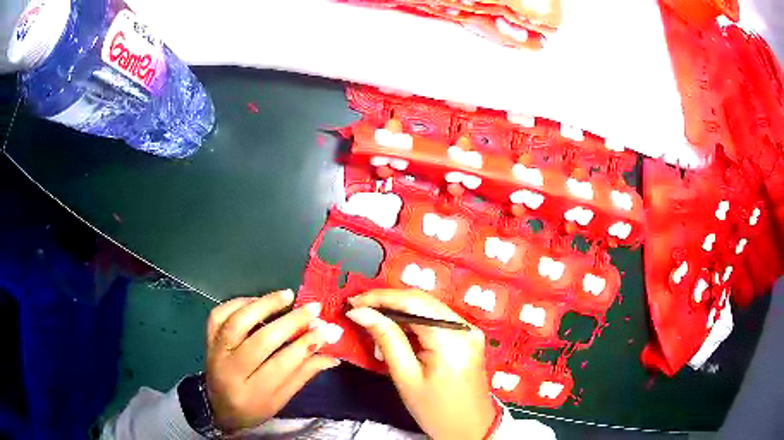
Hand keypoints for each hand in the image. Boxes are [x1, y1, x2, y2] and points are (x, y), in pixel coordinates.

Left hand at [204, 290, 339, 432]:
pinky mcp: (208, 339)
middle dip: (291, 323)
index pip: (282, 365)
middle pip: (261, 341)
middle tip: (313, 309)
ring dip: (264, 305)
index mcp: (252, 393)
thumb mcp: (281, 399)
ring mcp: (215, 352)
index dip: (305, 345)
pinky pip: (219, 314)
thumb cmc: (254, 408)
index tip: (327, 330)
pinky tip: (257, 301)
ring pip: (238, 322)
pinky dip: (238, 303)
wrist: (218, 407)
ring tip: (287, 295)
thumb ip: (304, 374)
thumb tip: (332, 354)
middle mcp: (230, 371)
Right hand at [346, 289, 496, 439]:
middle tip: (360, 312)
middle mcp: (464, 326)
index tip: (353, 303)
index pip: (412, 302)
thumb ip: (386, 339)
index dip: (380, 298)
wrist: (470, 428)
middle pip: (421, 301)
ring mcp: (468, 330)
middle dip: (388, 303)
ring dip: (399, 314)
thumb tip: (361, 313)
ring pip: (427, 308)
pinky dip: (414, 323)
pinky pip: (436, 320)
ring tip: (375, 329)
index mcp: (451, 337)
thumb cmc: (436, 410)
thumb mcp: (406, 377)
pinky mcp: (467, 337)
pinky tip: (397, 336)